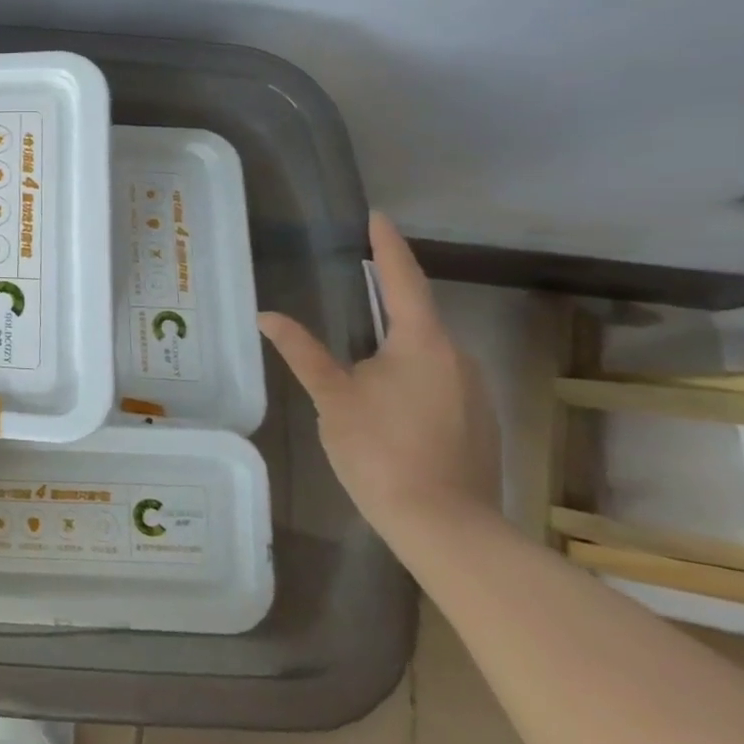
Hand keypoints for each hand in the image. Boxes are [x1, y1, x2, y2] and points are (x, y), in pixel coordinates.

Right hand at [257, 213, 499, 547]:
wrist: (445, 527)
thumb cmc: (381, 450)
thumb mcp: (332, 397)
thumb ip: (303, 352)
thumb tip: (267, 315)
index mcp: (423, 344)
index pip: (403, 280)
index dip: (387, 246)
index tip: (377, 216)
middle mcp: (458, 359)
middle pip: (418, 314)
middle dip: (387, 295)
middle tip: (355, 276)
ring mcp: (473, 392)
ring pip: (428, 350)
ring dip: (395, 338)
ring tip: (359, 340)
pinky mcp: (476, 421)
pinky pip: (438, 377)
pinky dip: (409, 369)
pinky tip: (383, 391)